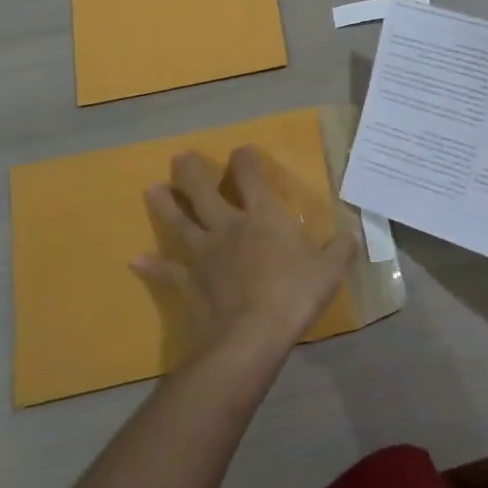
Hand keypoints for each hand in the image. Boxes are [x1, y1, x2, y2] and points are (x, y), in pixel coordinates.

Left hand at [138, 146, 355, 363]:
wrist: (250, 337)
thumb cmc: (292, 297)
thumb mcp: (328, 271)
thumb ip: (340, 249)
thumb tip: (352, 234)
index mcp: (263, 217)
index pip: (251, 178)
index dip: (245, 160)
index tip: (241, 150)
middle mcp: (228, 226)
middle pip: (203, 191)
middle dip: (192, 172)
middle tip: (181, 158)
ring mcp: (204, 254)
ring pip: (179, 222)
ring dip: (165, 205)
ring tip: (153, 189)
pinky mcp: (188, 281)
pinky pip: (166, 271)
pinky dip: (151, 266)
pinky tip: (136, 260)